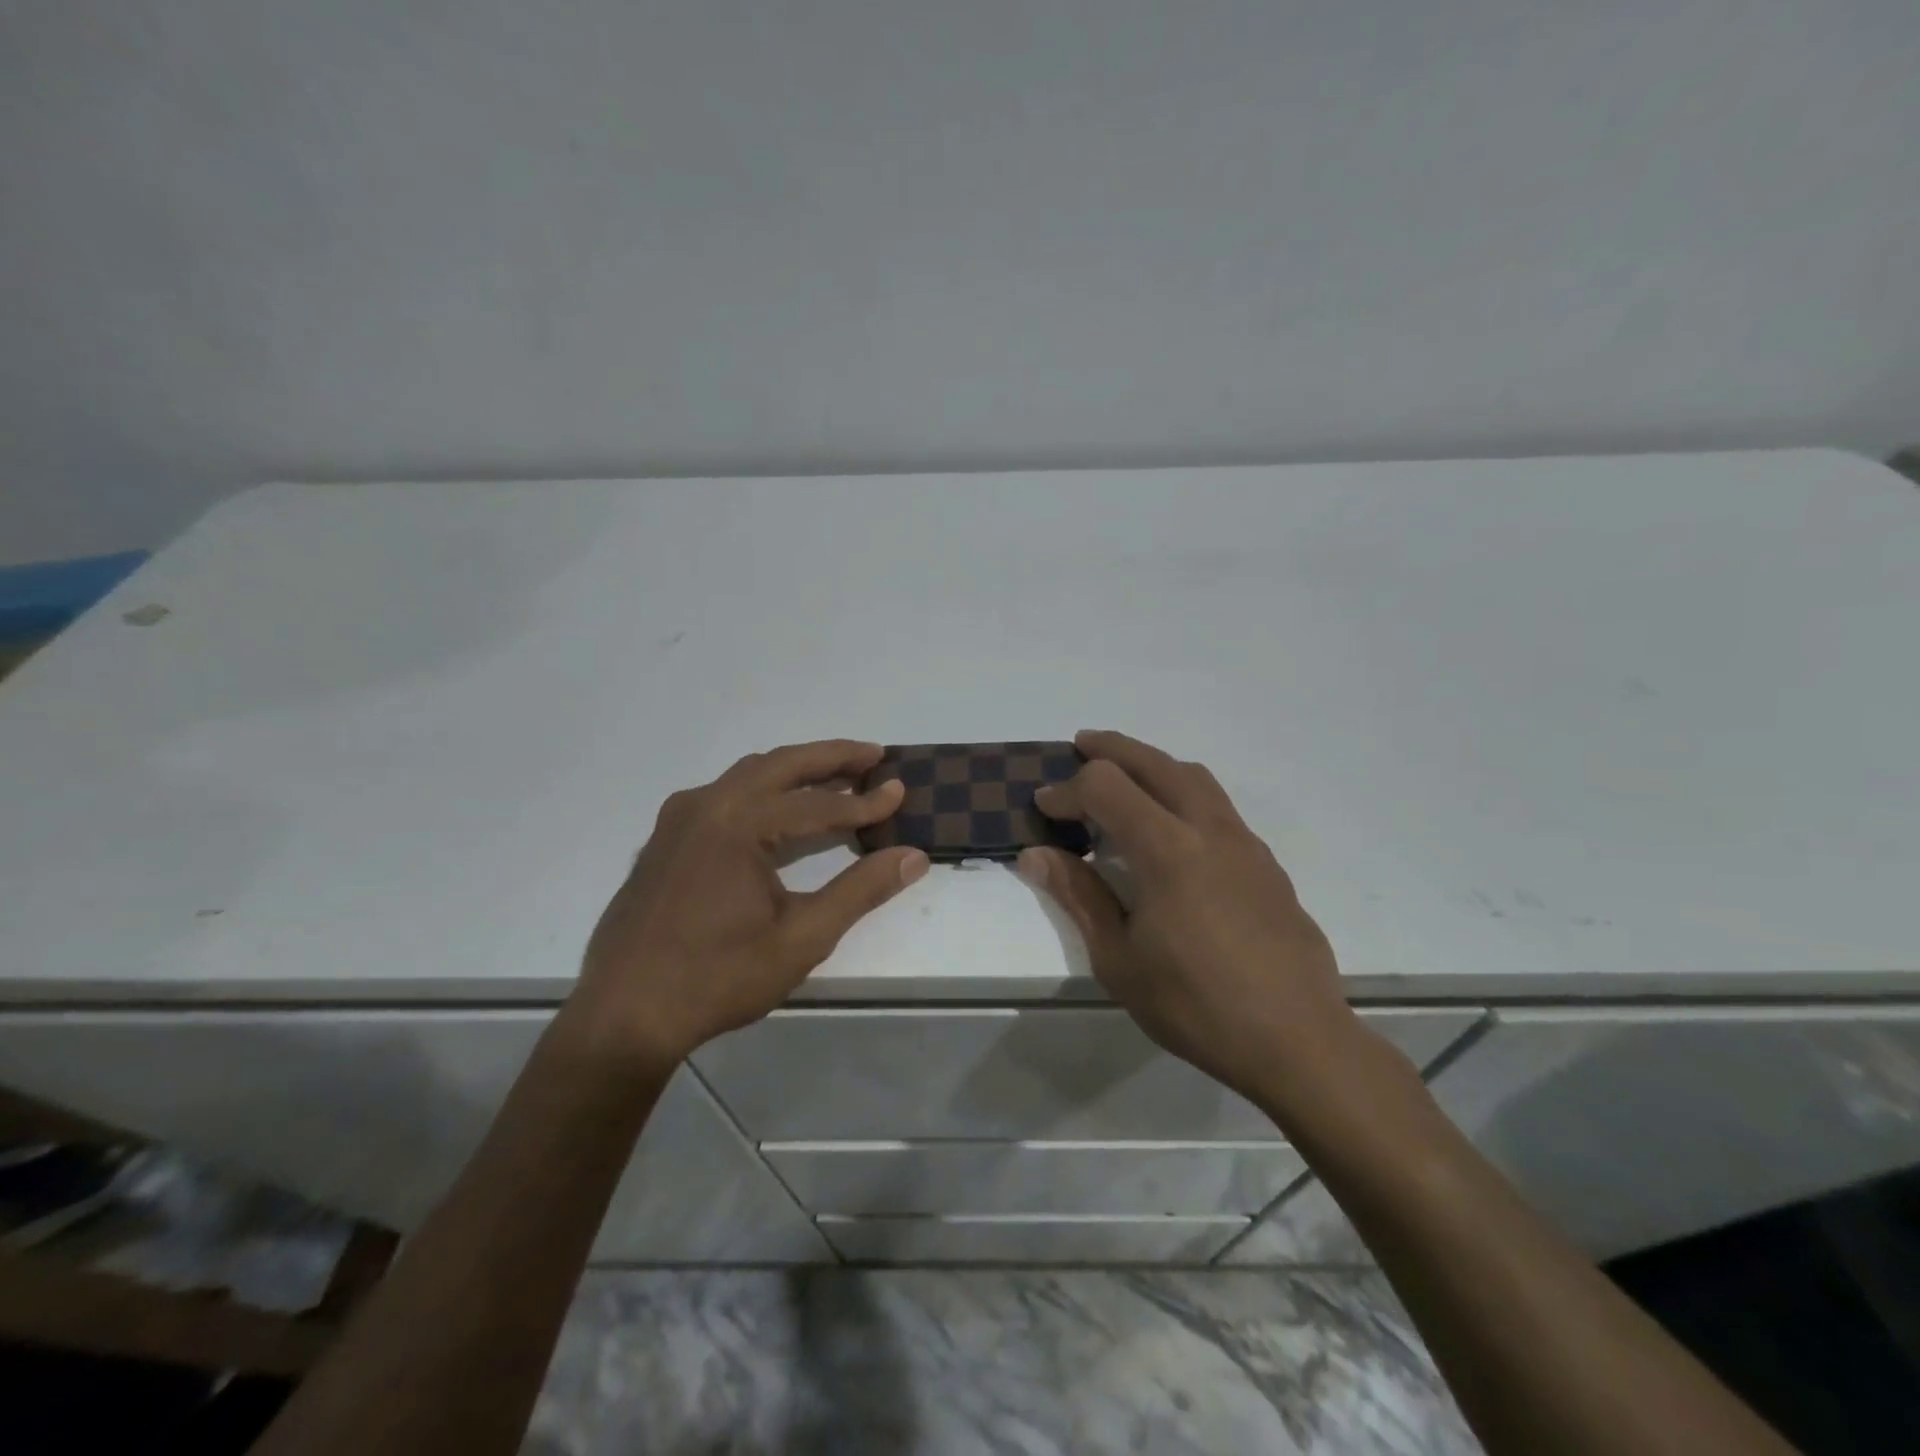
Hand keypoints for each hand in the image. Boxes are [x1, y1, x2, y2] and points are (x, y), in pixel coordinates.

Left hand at [567, 741, 928, 1070]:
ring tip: (836, 776)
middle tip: (874, 754)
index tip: (901, 792)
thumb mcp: (801, 938)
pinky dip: (762, 791)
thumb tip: (913, 857)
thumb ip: (860, 891)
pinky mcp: (665, 839)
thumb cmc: (717, 978)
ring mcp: (679, 819)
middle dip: (831, 757)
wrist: (622, 1016)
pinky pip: (723, 796)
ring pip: (749, 776)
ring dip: (796, 771)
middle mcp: (706, 805)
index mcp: (738, 823)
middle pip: (781, 766)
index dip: (865, 801)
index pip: (818, 804)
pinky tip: (778, 812)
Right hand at [1019, 730, 1371, 1119]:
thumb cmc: (1196, 1005)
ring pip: (1194, 777)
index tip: (1045, 808)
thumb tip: (1036, 855)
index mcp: (1167, 850)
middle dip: (1112, 749)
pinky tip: (1172, 829)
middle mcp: (1208, 830)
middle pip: (1155, 763)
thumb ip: (1079, 896)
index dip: (1068, 789)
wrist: (1297, 1041)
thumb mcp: (1119, 959)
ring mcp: (1245, 843)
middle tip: (1080, 745)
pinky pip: (1217, 806)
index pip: (1106, 787)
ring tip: (1125, 775)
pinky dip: (1183, 793)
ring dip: (1153, 764)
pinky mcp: (1267, 864)